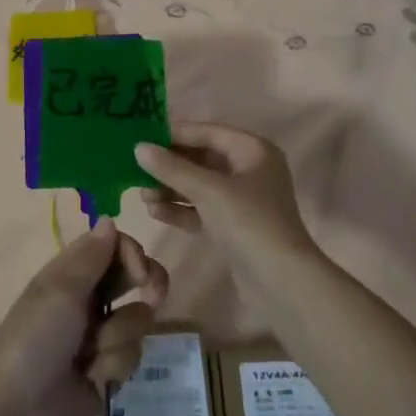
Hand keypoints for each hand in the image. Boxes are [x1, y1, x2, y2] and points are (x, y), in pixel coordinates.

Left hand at [0, 219, 168, 415]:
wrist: (18, 414)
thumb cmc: (36, 340)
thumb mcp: (61, 291)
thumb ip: (91, 255)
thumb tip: (109, 218)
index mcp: (70, 273)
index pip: (113, 246)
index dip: (132, 253)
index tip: (140, 271)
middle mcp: (88, 298)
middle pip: (133, 276)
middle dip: (147, 283)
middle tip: (153, 293)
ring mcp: (99, 335)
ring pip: (137, 319)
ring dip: (118, 336)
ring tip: (92, 355)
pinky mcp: (108, 370)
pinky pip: (132, 355)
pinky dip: (113, 365)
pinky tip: (93, 377)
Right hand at [136, 123, 319, 282]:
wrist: (281, 283)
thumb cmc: (249, 223)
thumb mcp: (208, 190)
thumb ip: (172, 168)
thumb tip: (138, 147)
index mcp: (253, 150)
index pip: (207, 132)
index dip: (174, 134)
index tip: (141, 136)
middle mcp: (249, 170)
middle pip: (202, 158)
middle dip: (169, 164)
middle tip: (134, 167)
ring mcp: (242, 200)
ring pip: (199, 185)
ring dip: (171, 188)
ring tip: (140, 193)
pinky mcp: (234, 227)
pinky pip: (202, 209)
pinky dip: (180, 209)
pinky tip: (154, 211)